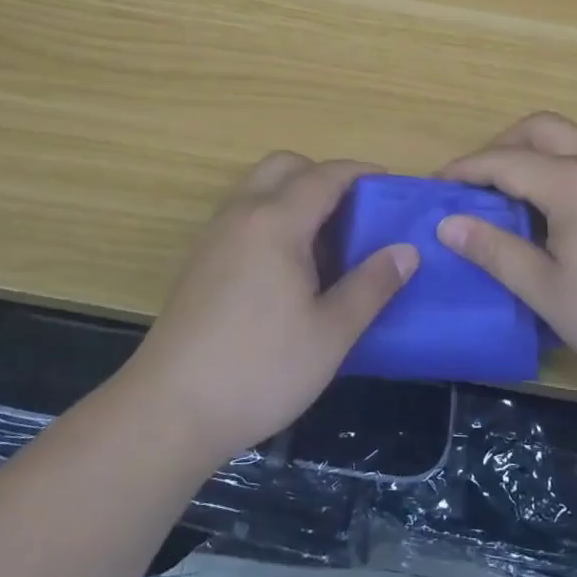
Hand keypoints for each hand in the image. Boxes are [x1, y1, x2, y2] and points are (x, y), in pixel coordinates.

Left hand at [123, 151, 417, 466]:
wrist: (170, 410)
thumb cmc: (260, 369)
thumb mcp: (331, 333)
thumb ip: (371, 286)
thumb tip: (406, 251)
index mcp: (276, 222)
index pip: (325, 176)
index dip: (360, 173)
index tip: (390, 186)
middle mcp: (241, 215)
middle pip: (284, 166)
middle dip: (322, 175)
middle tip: (353, 213)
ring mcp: (214, 236)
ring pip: (258, 189)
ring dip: (293, 196)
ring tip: (325, 244)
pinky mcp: (198, 261)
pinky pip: (242, 216)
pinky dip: (271, 219)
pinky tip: (287, 270)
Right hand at [437, 112, 576, 394]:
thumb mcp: (547, 290)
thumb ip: (494, 250)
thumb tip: (448, 224)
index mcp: (574, 182)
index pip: (505, 160)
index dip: (465, 170)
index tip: (435, 185)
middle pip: (541, 128)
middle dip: (501, 146)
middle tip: (475, 183)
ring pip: (571, 142)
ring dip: (534, 156)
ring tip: (509, 198)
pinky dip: (561, 171)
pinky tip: (554, 215)